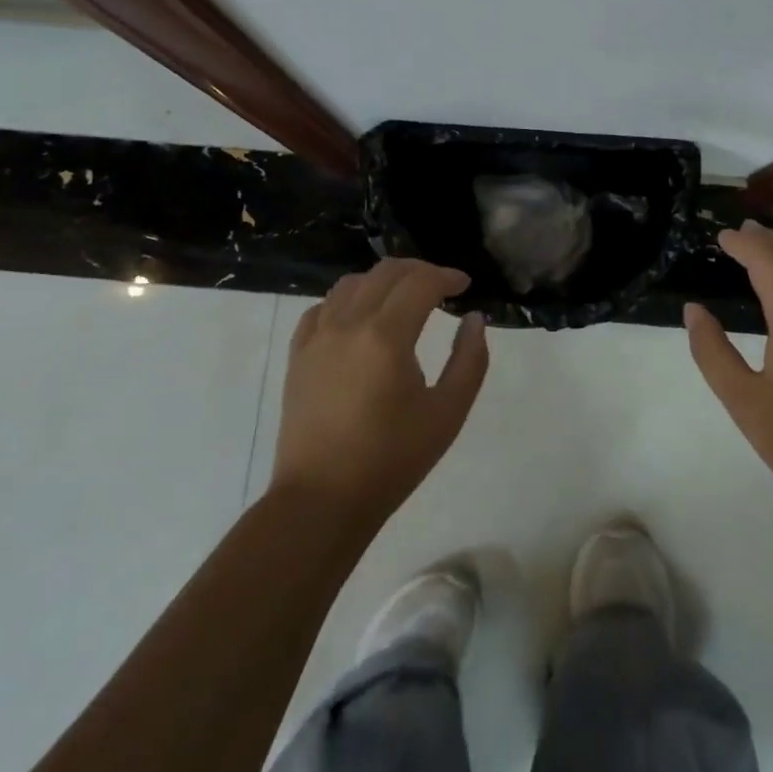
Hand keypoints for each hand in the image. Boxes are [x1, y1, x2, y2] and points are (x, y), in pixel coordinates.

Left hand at [270, 259, 489, 522]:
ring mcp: (317, 337)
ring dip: (383, 280)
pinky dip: (347, 300)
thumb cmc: (392, 460)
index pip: (421, 283)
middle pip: (386, 272)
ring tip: (402, 298)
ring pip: (351, 283)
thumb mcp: (447, 413)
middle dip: (419, 271)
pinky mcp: (298, 354)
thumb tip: (474, 319)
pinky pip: (322, 308)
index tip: (465, 286)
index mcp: (387, 336)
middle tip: (441, 287)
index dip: (447, 277)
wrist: (322, 500)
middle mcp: (348, 323)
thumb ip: (469, 360)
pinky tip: (359, 318)